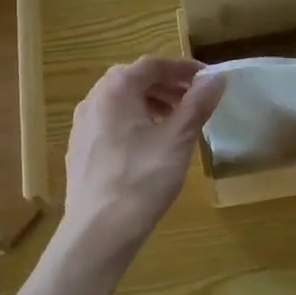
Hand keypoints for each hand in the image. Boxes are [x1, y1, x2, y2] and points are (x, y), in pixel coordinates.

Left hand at [61, 56, 223, 258]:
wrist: (98, 230)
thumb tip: (216, 78)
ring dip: (149, 102)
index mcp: (115, 90)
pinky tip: (148, 145)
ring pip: (119, 101)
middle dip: (165, 85)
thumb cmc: (142, 179)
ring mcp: (82, 125)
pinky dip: (132, 121)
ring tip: (174, 121)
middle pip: (132, 79)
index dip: (182, 68)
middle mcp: (93, 99)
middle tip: (193, 99)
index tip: (207, 79)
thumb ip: (197, 105)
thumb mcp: (177, 140)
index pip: (152, 65)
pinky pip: (109, 122)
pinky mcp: (79, 149)